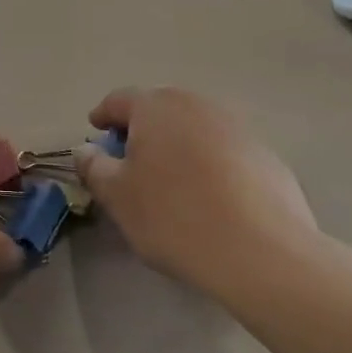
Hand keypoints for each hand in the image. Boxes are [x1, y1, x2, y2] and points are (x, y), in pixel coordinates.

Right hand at [74, 87, 319, 294]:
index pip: (119, 100)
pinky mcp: (265, 152)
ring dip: (176, 144)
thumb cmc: (175, 217)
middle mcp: (196, 104)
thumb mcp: (119, 197)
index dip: (103, 116)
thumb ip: (95, 167)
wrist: (262, 251)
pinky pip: (223, 149)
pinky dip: (208, 162)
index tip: (95, 134)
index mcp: (156, 106)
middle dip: (141, 128)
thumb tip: (86, 150)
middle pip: (160, 108)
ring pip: (194, 127)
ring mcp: (236, 126)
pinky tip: (208, 195)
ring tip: (169, 178)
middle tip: (130, 159)